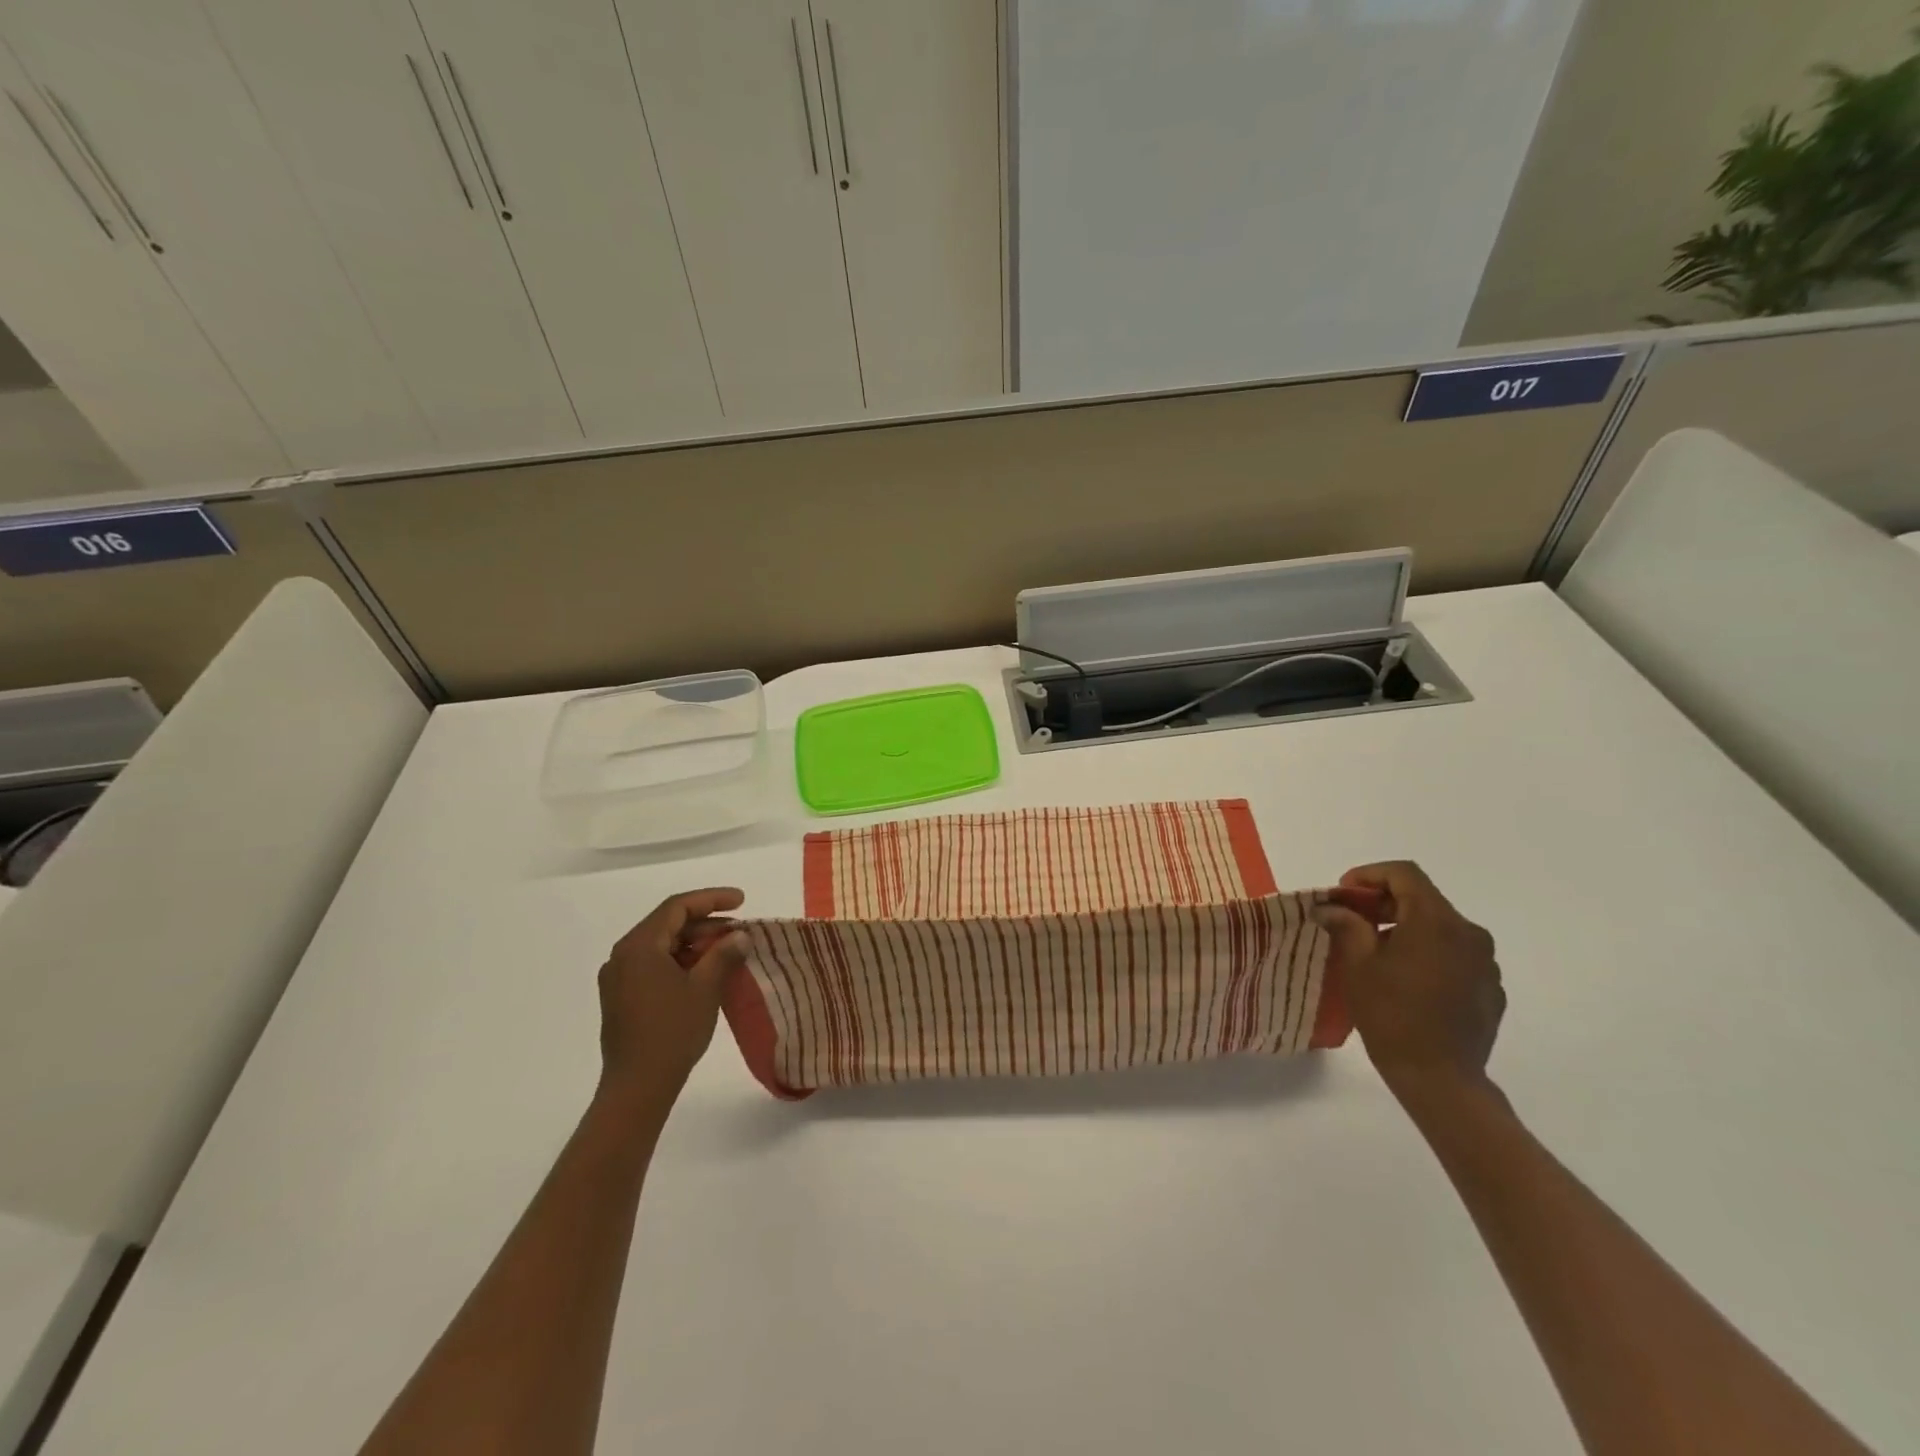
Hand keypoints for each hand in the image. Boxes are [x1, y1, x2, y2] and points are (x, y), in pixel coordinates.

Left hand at [597, 888, 747, 1105]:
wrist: (637, 1087)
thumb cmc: (672, 1031)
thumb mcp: (706, 988)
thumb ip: (724, 954)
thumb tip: (739, 935)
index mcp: (639, 946)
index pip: (677, 907)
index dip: (712, 899)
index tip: (742, 901)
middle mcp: (623, 955)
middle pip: (668, 924)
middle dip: (706, 923)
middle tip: (739, 930)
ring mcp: (618, 978)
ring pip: (661, 946)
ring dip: (695, 944)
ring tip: (727, 951)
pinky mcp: (621, 998)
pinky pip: (653, 965)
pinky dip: (680, 962)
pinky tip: (704, 973)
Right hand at [1312, 862, 1504, 1102]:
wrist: (1440, 1079)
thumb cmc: (1391, 1015)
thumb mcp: (1357, 965)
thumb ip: (1347, 926)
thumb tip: (1331, 908)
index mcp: (1436, 921)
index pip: (1404, 874)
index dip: (1369, 875)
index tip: (1343, 895)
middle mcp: (1469, 933)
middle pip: (1423, 899)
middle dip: (1384, 903)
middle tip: (1352, 922)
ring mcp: (1485, 963)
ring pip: (1440, 928)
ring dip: (1407, 929)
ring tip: (1377, 953)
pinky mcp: (1491, 988)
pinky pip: (1456, 956)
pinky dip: (1428, 954)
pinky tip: (1407, 981)